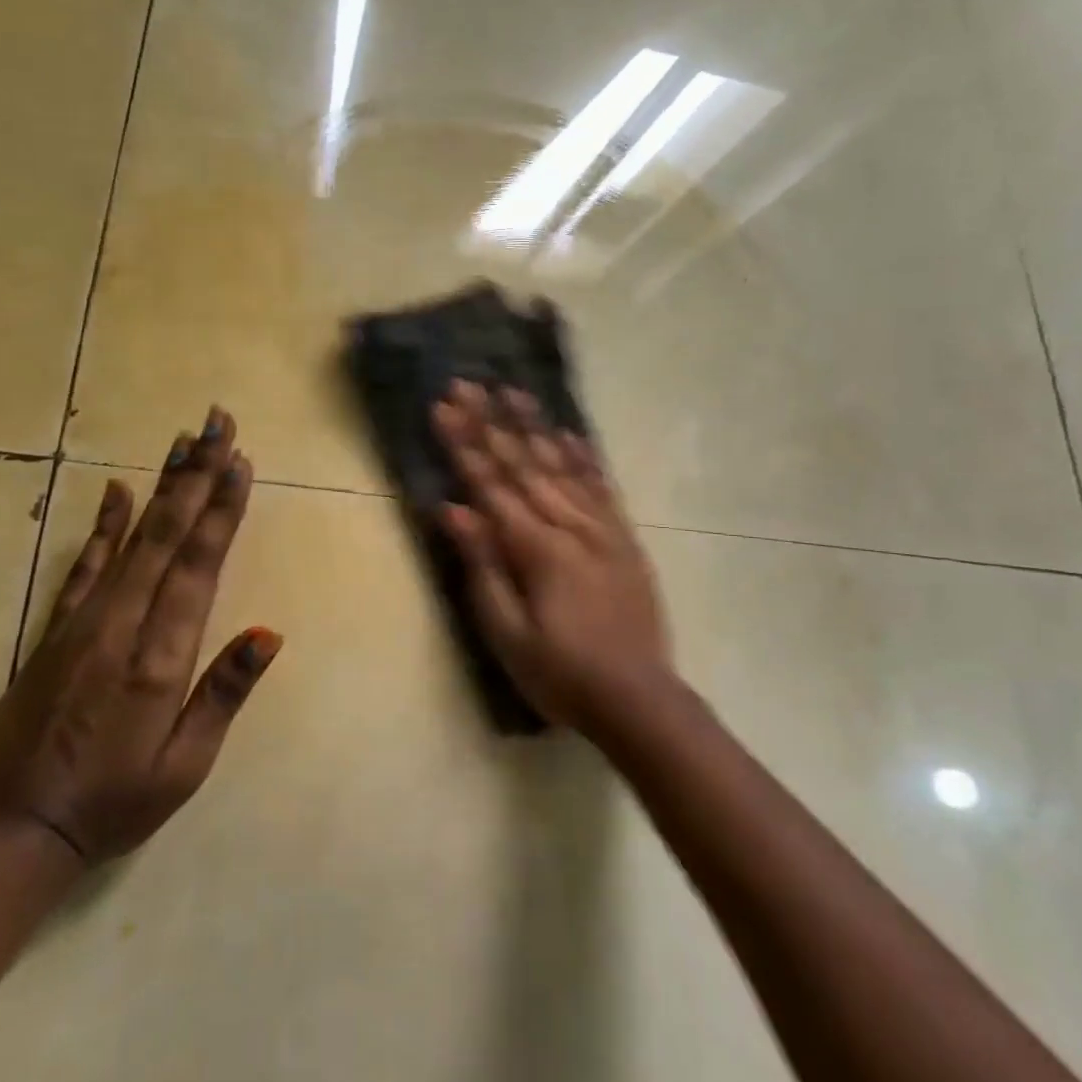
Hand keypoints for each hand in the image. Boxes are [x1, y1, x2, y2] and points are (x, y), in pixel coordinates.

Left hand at [0, 408, 281, 862]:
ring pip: (131, 539)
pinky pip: (84, 567)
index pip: (198, 566)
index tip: (239, 462)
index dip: (220, 511)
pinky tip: (119, 491)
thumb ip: (223, 693)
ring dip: (162, 486)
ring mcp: (83, 622)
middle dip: (196, 475)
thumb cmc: (115, 802)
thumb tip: (269, 633)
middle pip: (167, 535)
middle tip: (217, 424)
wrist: (14, 830)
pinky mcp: (56, 629)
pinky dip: (104, 526)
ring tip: (183, 440)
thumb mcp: (184, 766)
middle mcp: (122, 625)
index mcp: (159, 657)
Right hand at [432, 382, 672, 730]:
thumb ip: (482, 566)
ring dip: (535, 426)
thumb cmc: (560, 674)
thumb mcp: (507, 633)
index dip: (465, 444)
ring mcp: (603, 528)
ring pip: (562, 465)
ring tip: (514, 390)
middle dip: (492, 421)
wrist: (638, 699)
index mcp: (537, 548)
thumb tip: (453, 508)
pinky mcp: (624, 538)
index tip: (444, 405)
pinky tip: (570, 434)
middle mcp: (571, 525)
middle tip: (469, 382)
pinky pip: (601, 485)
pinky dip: (583, 456)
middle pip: (524, 464)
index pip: (491, 484)